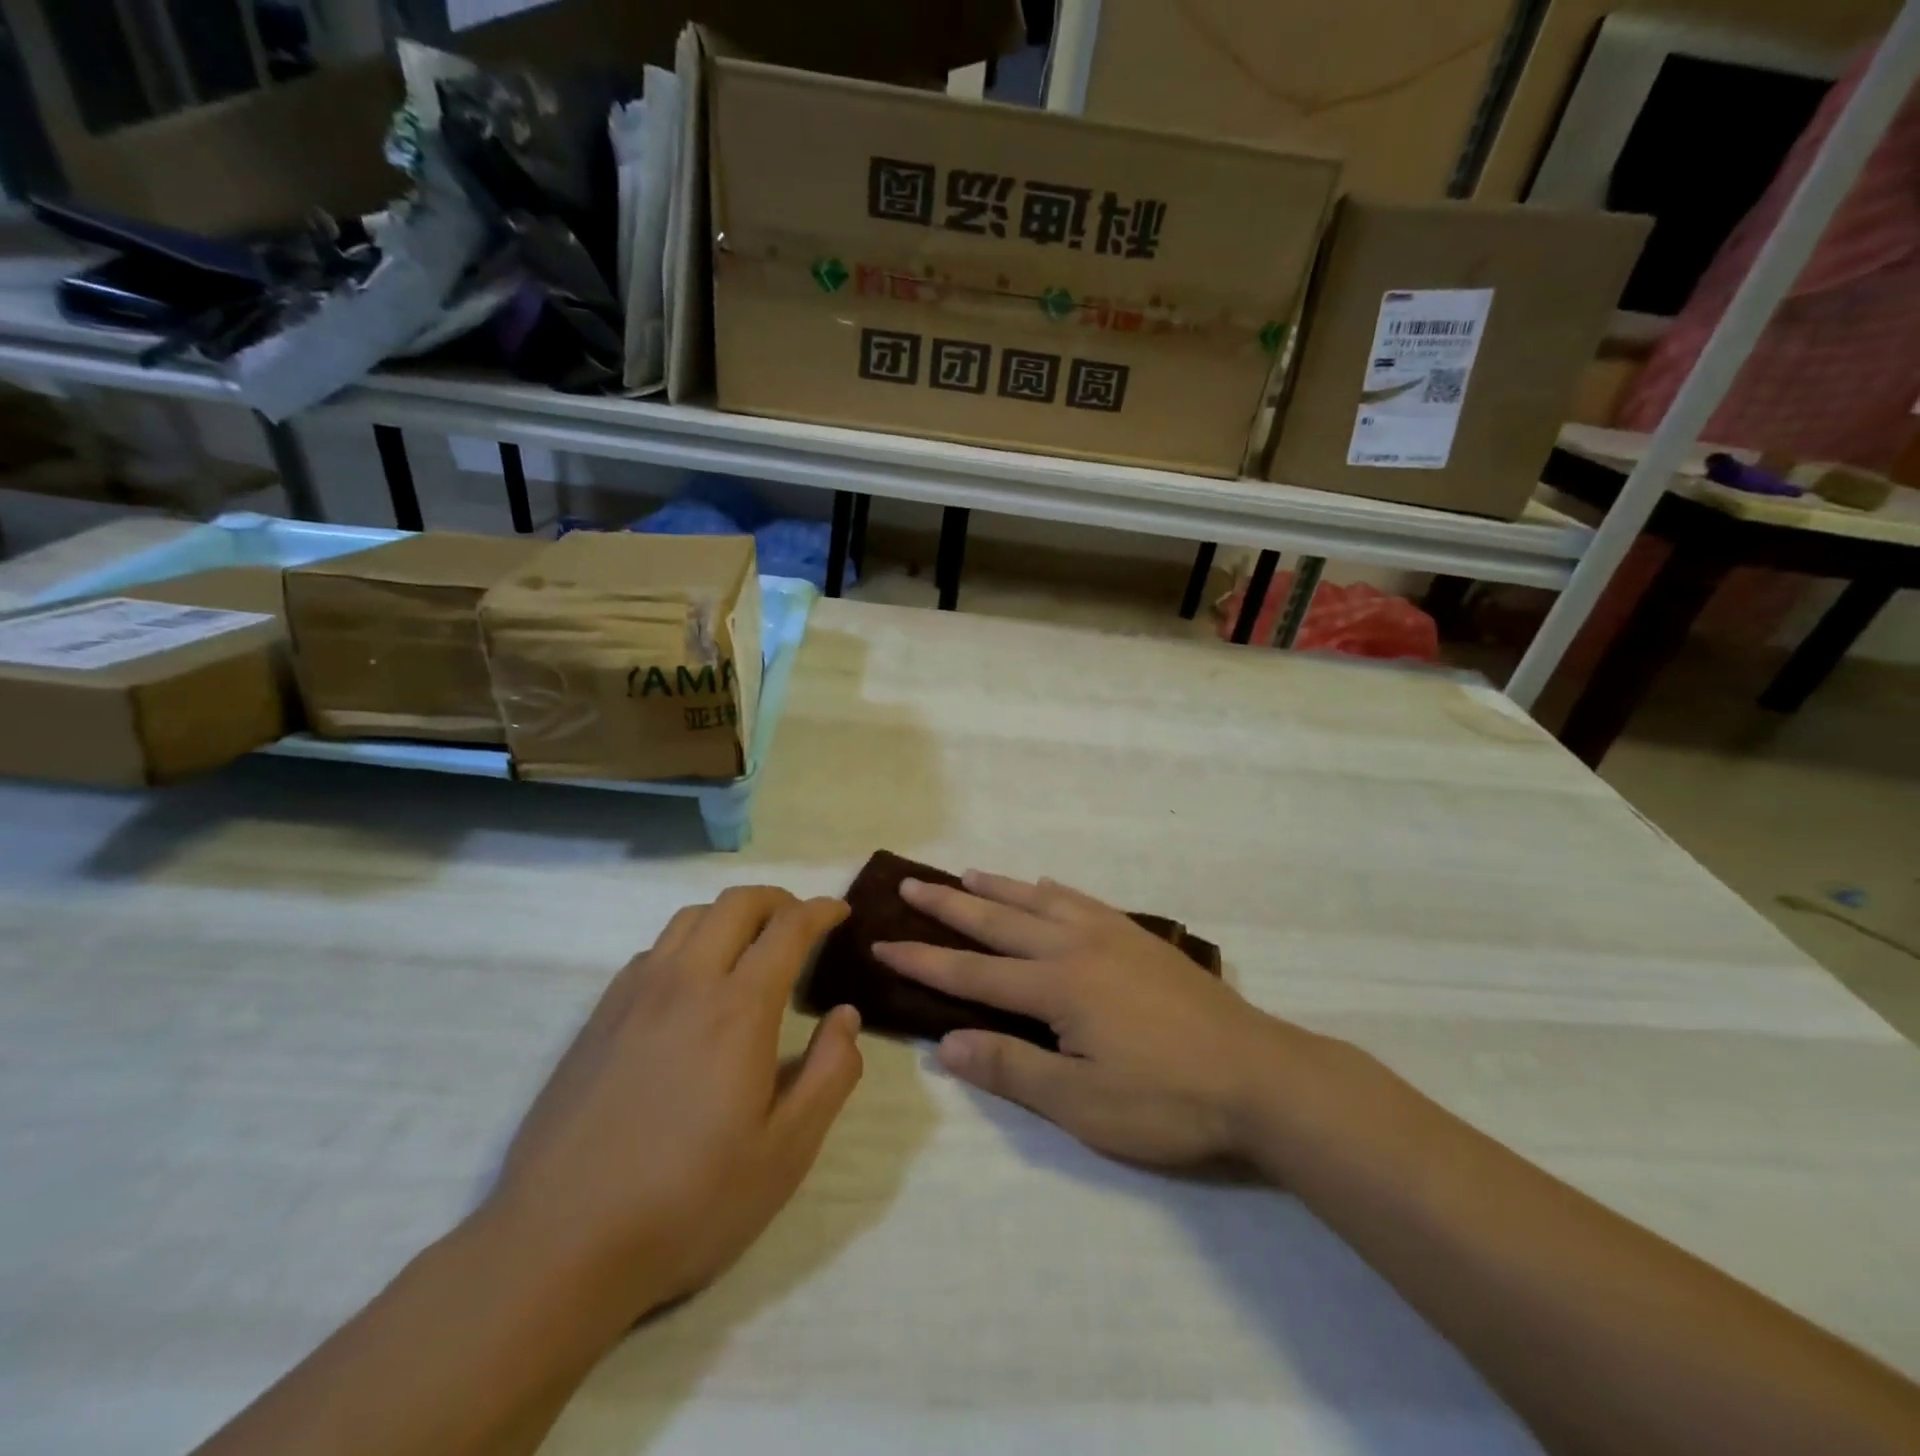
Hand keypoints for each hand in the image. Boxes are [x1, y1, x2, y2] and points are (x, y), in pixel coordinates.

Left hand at [487, 888, 861, 1325]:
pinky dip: (688, 943)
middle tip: (800, 922)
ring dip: (730, 915)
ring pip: (690, 918)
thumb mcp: (786, 1151)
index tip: (841, 913)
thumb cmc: (689, 1201)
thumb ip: (830, 1074)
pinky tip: (691, 986)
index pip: (789, 928)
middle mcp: (687, 982)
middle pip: (737, 903)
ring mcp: (635, 995)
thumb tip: (846, 1016)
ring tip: (750, 946)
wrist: (559, 1244)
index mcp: (739, 1009)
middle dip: (778, 899)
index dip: (821, 910)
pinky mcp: (599, 1016)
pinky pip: (654, 950)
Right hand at [875, 873, 1321, 1168]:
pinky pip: (1083, 900)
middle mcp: (1076, 947)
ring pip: (1040, 900)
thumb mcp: (1083, 1104)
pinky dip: (1054, 890)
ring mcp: (1112, 935)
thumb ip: (1013, 1069)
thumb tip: (948, 1044)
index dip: (924, 959)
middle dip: (950, 905)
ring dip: (999, 888)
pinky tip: (1048, 885)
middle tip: (912, 885)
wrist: (1260, 1075)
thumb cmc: (1168, 1100)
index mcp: (1057, 986)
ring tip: (967, 875)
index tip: (884, 943)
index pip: (973, 972)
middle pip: (1000, 920)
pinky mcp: (1140, 938)